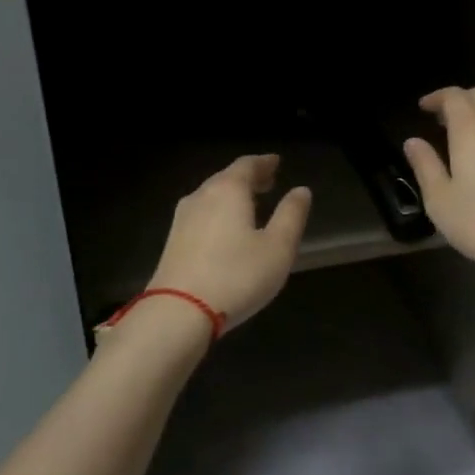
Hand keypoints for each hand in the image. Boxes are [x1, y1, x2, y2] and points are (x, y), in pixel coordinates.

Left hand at [148, 154, 311, 330]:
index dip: (264, 162)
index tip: (276, 162)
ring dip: (232, 196)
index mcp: (228, 190)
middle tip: (267, 181)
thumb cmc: (237, 276)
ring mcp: (182, 220)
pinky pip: (201, 215)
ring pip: (211, 196)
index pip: (247, 165)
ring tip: (250, 204)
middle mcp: (201, 196)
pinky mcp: (173, 242)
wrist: (178, 312)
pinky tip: (225, 229)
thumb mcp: (278, 247)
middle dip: (248, 178)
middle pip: (226, 178)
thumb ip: (291, 215)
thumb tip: (301, 191)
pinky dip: (218, 213)